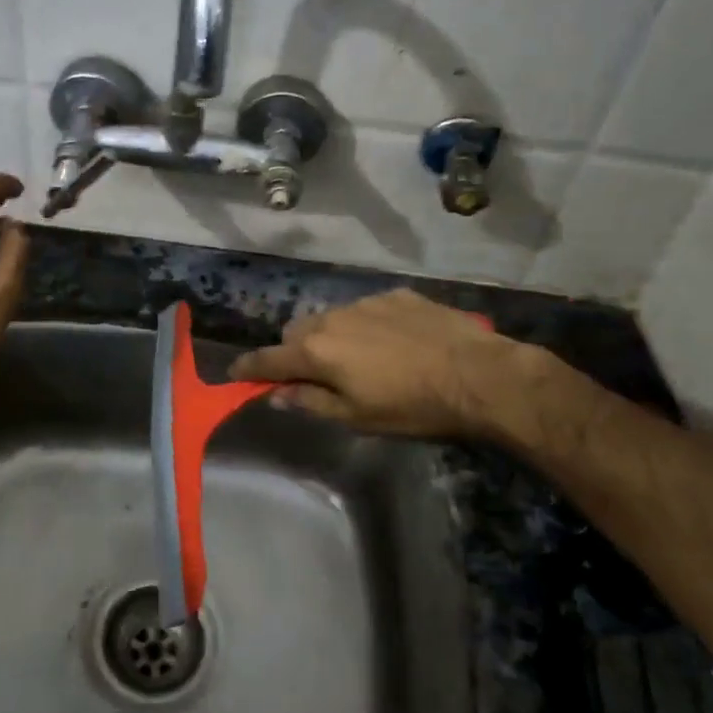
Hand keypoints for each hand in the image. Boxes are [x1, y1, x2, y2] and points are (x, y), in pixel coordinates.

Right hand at [229, 288, 563, 444]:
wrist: (478, 375)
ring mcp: (365, 301)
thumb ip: (310, 402)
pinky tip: (392, 342)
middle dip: (294, 351)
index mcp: (317, 351)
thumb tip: (276, 396)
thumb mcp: (357, 417)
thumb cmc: (413, 406)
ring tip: (357, 357)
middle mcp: (332, 318)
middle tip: (312, 374)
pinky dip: (365, 324)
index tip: (234, 371)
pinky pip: (365, 308)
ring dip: (330, 335)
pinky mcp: (396, 295)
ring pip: (330, 316)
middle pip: (295, 331)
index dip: (248, 367)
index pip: (268, 359)